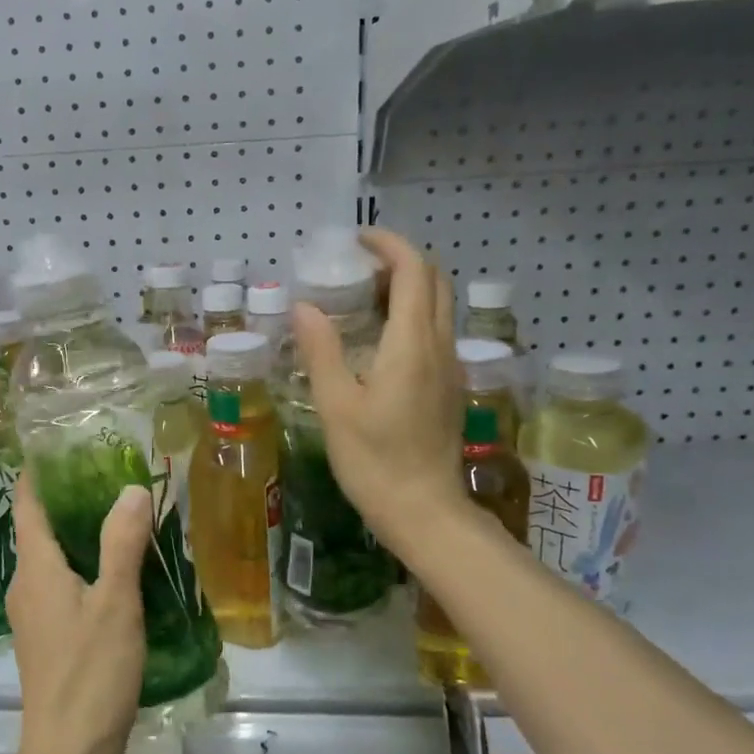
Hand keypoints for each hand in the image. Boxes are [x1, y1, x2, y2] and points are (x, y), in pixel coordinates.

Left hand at [5, 474, 152, 753]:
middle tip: (111, 475)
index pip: (26, 502)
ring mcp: (32, 613)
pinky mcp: (45, 636)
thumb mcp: (115, 603)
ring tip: (120, 515)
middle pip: (39, 526)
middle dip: (69, 498)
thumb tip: (131, 488)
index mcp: (35, 568)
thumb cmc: (90, 673)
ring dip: (78, 533)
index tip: (67, 445)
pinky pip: (59, 583)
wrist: (67, 752)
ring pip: (51, 557)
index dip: (40, 471)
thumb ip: (122, 542)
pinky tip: (115, 570)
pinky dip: (82, 564)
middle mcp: (25, 584)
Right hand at [292, 227, 468, 565]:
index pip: (413, 271)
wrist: (424, 512)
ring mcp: (450, 367)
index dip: (389, 245)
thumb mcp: (336, 406)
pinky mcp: (449, 386)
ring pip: (438, 306)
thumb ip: (321, 350)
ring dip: (407, 288)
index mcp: (412, 344)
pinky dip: (412, 314)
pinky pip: (436, 331)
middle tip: (356, 269)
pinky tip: (379, 339)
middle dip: (399, 262)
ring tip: (363, 299)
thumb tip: (304, 306)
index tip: (357, 240)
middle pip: (434, 282)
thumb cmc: (375, 461)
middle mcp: (440, 346)